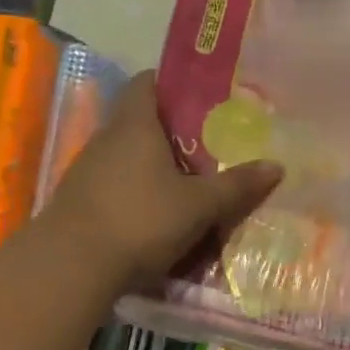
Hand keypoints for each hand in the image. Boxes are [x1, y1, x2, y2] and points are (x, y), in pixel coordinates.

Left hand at [45, 72, 282, 292]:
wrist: (72, 266)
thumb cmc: (140, 221)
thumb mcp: (198, 206)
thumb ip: (235, 186)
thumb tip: (276, 166)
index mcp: (135, 125)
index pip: (147, 82)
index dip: (172, 84)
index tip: (202, 98)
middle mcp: (106, 139)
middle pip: (140, 121)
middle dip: (172, 132)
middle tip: (209, 146)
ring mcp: (87, 171)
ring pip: (127, 156)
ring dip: (153, 166)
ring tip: (188, 183)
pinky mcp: (79, 201)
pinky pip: (115, 185)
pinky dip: (136, 192)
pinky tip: (156, 215)